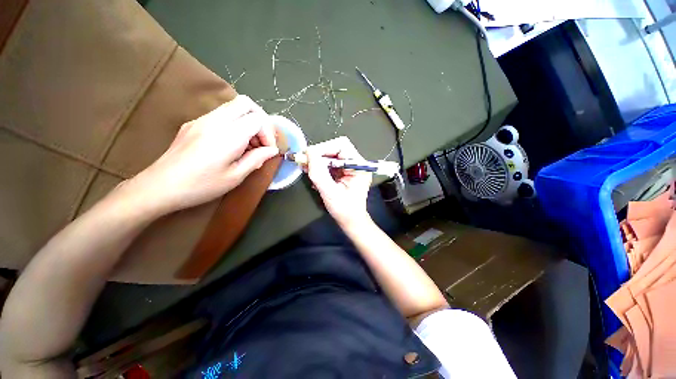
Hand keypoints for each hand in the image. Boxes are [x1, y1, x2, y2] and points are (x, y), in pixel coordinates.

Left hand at [117, 95, 278, 215]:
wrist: (160, 186)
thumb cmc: (202, 185)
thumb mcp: (236, 176)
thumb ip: (257, 159)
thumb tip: (272, 150)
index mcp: (229, 134)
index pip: (257, 119)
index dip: (268, 133)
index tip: (268, 150)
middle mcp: (215, 120)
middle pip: (246, 103)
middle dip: (261, 119)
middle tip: (262, 140)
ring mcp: (202, 119)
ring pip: (233, 106)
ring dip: (248, 121)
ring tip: (248, 145)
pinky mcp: (194, 123)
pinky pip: (221, 114)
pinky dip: (235, 124)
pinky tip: (232, 144)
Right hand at [306, 136, 372, 227]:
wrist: (351, 220)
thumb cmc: (344, 210)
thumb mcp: (330, 192)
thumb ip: (319, 173)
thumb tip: (309, 153)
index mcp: (359, 166)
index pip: (342, 146)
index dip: (324, 148)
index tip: (308, 155)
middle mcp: (356, 164)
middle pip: (336, 148)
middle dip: (319, 153)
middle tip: (304, 161)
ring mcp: (350, 167)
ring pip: (331, 155)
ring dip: (317, 160)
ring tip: (306, 167)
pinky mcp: (344, 172)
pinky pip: (330, 163)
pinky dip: (320, 166)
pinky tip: (312, 172)